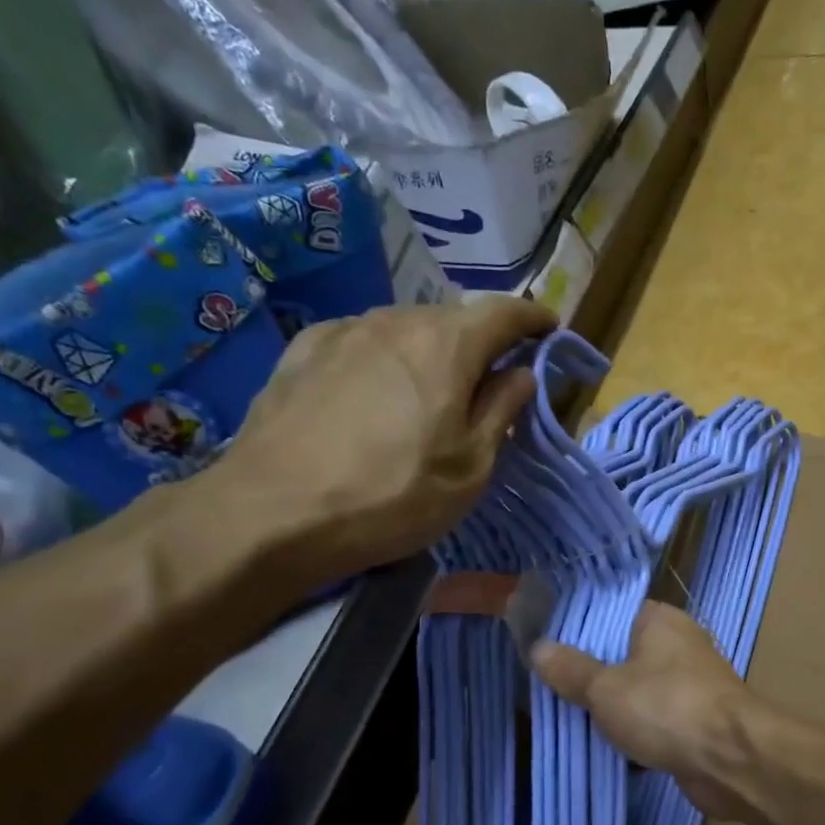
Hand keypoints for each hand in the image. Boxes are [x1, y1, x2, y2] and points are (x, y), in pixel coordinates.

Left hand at [208, 298, 553, 581]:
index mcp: (446, 345)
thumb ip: (501, 411)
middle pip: (453, 319)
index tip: (551, 330)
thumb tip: (521, 373)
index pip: (504, 312)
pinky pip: (363, 342)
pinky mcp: (302, 351)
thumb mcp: (469, 468)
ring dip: (431, 351)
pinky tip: (377, 394)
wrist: (274, 513)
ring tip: (433, 392)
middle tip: (492, 379)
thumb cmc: (392, 497)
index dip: (534, 319)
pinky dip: (386, 358)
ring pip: (405, 329)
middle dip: (481, 342)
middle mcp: (394, 321)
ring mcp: (343, 331)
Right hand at [531, 602, 757, 821]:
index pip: (611, 612)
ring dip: (608, 708)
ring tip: (562, 716)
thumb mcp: (606, 688)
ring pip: (635, 691)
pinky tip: (599, 746)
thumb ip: (571, 669)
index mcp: (659, 620)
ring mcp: (688, 685)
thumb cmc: (667, 708)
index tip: (544, 645)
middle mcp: (677, 646)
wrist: (732, 760)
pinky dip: (630, 733)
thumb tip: (537, 648)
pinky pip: (651, 721)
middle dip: (587, 673)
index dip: (576, 627)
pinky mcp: (693, 722)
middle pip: (621, 653)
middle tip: (545, 686)